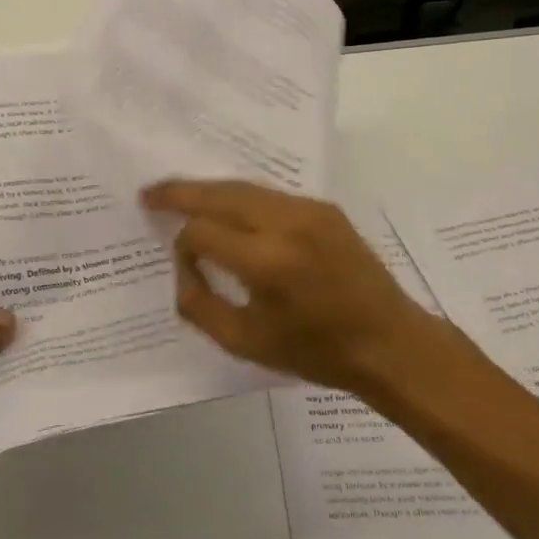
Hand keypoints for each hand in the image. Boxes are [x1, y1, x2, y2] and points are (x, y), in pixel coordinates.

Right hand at [143, 179, 469, 397]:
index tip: (182, 264)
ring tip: (179, 193)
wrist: (389, 342)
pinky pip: (268, 194)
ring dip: (209, 190)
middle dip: (180, 192)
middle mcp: (286, 224)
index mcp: (267, 262)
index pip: (202, 232)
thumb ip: (198, 304)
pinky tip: (226, 206)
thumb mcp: (244, 343)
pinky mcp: (323, 206)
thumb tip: (183, 266)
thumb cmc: (316, 351)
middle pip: (218, 194)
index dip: (183, 246)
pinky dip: (239, 196)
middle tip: (149, 192)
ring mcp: (309, 210)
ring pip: (243, 187)